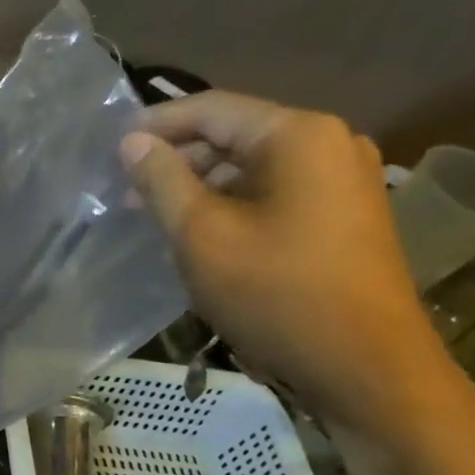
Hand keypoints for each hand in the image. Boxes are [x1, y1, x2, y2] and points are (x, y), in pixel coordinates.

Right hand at [121, 92, 457, 434]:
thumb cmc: (275, 293)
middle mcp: (330, 144)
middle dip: (178, 160)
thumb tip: (132, 141)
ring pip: (253, 169)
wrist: (364, 365)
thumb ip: (162, 181)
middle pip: (235, 136)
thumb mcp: (201, 235)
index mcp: (298, 135)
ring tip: (154, 216)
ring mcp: (343, 182)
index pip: (213, 109)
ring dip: (201, 187)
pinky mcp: (344, 217)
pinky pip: (275, 194)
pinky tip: (199, 235)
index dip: (157, 123)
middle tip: (126, 190)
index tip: (111, 146)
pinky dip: (232, 206)